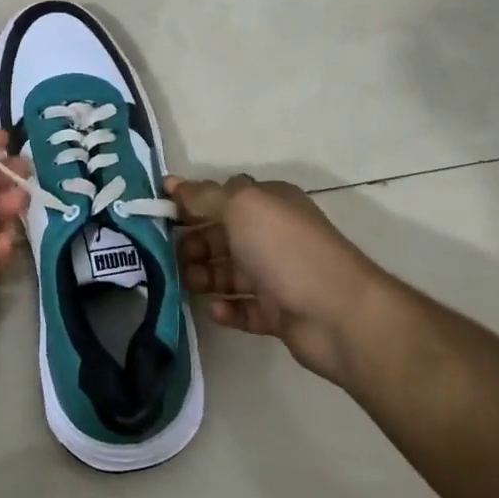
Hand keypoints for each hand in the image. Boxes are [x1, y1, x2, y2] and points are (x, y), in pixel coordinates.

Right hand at [167, 175, 379, 385]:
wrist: (338, 313)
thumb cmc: (286, 249)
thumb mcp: (242, 207)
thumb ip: (205, 196)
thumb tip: (173, 183)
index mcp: (269, 203)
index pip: (222, 197)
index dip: (191, 203)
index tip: (159, 214)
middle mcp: (273, 235)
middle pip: (222, 236)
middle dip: (194, 243)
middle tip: (169, 256)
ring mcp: (277, 276)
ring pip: (229, 273)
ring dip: (204, 276)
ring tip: (186, 283)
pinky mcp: (279, 314)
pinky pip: (244, 309)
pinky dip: (227, 308)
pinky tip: (217, 310)